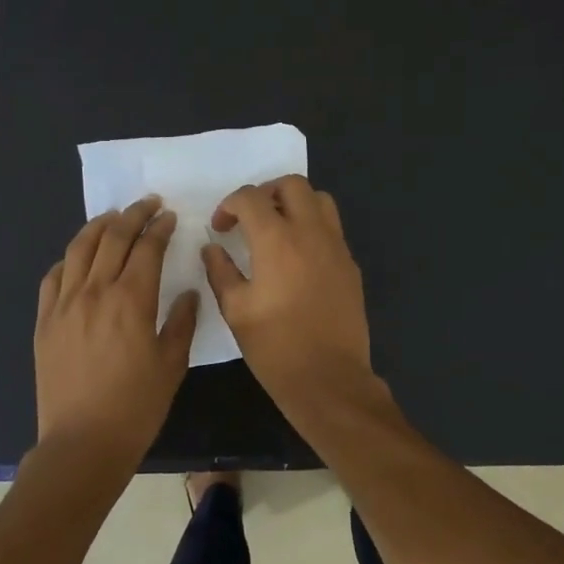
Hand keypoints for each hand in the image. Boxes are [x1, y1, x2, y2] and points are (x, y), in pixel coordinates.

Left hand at [36, 196, 198, 464]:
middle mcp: (95, 292)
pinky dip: (69, 259)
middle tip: (147, 204)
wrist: (83, 442)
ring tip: (113, 218)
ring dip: (99, 227)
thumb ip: (181, 323)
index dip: (159, 228)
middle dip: (133, 215)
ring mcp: (64, 304)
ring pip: (79, 249)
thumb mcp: (171, 365)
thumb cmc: (136, 406)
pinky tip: (78, 258)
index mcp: (131, 300)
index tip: (169, 216)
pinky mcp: (45, 321)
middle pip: (113, 239)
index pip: (146, 249)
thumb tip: (187, 294)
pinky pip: (54, 277)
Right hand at [202, 175, 375, 414]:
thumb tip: (213, 248)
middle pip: (292, 184)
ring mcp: (337, 247)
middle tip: (249, 218)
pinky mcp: (351, 266)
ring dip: (295, 204)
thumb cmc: (275, 347)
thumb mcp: (235, 311)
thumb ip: (220, 271)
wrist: (328, 379)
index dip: (229, 205)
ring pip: (320, 200)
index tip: (220, 228)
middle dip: (265, 192)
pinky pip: (332, 229)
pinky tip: (297, 258)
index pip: (251, 198)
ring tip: (276, 230)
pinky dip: (312, 228)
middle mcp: (311, 233)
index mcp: (277, 240)